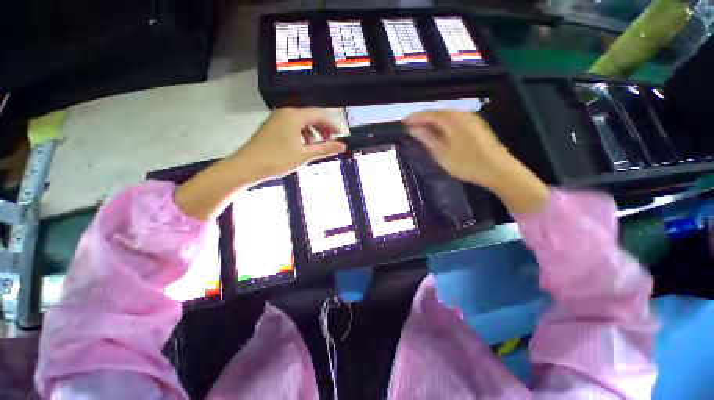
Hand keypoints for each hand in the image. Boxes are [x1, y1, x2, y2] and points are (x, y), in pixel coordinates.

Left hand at [227, 108, 346, 181]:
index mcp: (294, 116)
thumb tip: (343, 146)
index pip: (319, 115)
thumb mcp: (305, 155)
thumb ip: (325, 149)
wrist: (247, 167)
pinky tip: (301, 147)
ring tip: (315, 147)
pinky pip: (292, 127)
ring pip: (301, 122)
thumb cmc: (278, 159)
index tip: (340, 135)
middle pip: (310, 117)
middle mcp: (285, 113)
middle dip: (322, 129)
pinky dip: (301, 135)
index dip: (331, 125)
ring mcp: (277, 119)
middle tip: (330, 142)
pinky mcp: (272, 127)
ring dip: (312, 133)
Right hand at [402, 111, 549, 212]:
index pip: (427, 115)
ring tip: (421, 131)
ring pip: (446, 117)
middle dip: (422, 120)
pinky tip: (439, 133)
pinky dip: (443, 126)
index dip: (414, 118)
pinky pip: (454, 121)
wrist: (499, 170)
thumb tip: (413, 129)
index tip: (402, 122)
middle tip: (409, 127)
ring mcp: (471, 119)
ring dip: (432, 123)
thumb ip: (426, 139)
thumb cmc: (467, 164)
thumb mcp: (441, 154)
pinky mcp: (476, 125)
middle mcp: (461, 114)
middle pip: (437, 114)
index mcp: (451, 120)